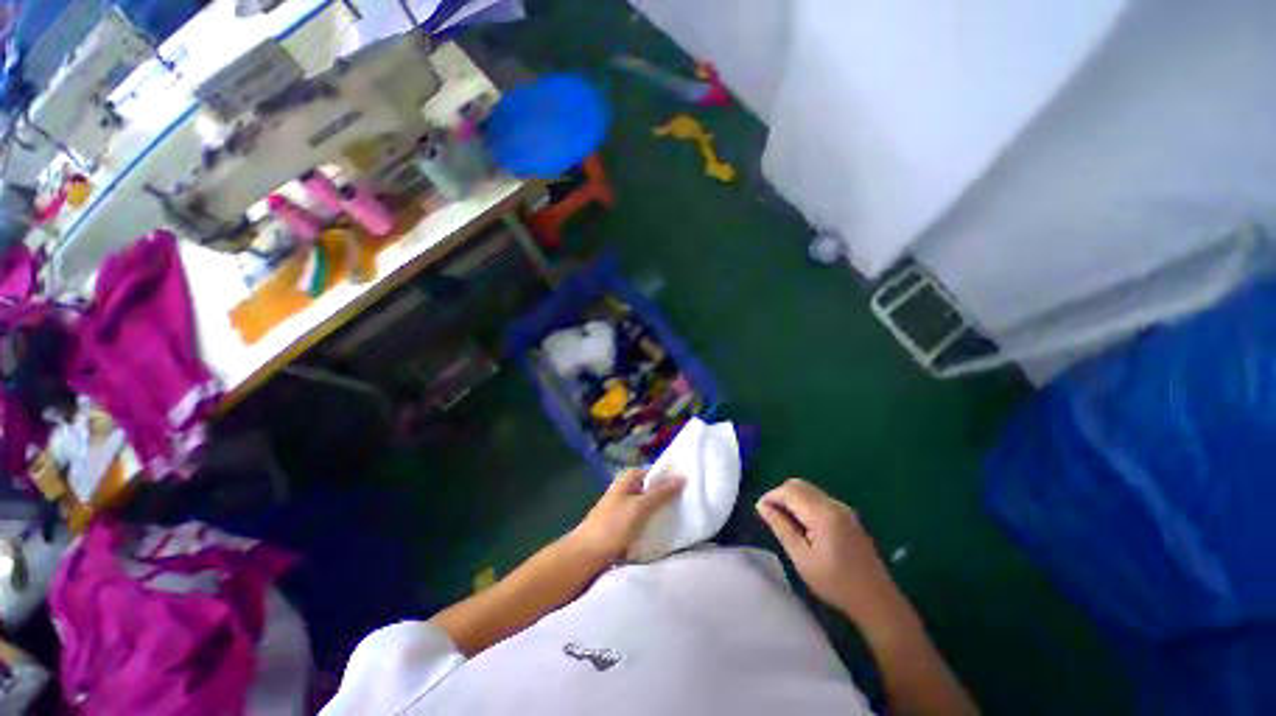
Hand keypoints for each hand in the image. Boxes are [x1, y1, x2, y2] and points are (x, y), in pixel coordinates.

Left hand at [570, 469, 684, 563]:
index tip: (690, 486)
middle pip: (653, 489)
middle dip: (669, 496)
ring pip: (650, 506)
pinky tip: (667, 530)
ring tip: (684, 517)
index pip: (655, 472)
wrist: (584, 556)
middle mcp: (627, 489)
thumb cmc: (611, 526)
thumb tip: (682, 477)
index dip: (671, 477)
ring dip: (662, 511)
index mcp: (628, 478)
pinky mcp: (624, 525)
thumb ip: (660, 493)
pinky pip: (645, 520)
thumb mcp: (639, 507)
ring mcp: (625, 507)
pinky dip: (654, 523)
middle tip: (690, 503)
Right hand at [757, 478, 905, 628]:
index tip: (759, 510)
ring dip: (792, 498)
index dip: (771, 496)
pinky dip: (804, 503)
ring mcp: (843, 509)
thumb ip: (781, 528)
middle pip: (799, 485)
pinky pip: (819, 498)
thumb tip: (762, 507)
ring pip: (809, 490)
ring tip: (783, 520)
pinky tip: (802, 524)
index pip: (789, 491)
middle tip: (770, 514)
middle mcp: (833, 504)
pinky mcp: (848, 516)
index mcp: (822, 513)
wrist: (877, 600)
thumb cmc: (836, 583)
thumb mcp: (802, 558)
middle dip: (780, 494)